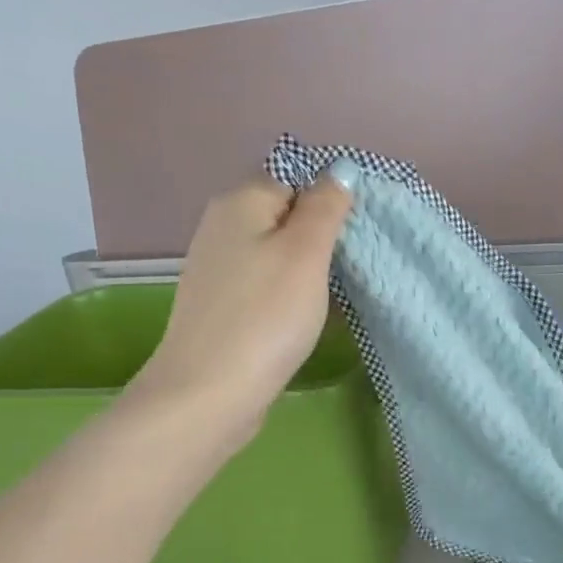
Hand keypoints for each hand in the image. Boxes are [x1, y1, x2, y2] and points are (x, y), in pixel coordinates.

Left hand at [130, 173, 351, 447]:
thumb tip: (340, 169)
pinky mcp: (219, 309)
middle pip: (284, 220)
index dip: (328, 205)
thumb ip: (325, 206)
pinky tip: (300, 325)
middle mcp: (220, 228)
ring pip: (275, 258)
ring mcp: (216, 271)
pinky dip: (286, 301)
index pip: (295, 180)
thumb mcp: (306, 253)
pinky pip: (263, 290)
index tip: (352, 241)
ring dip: (306, 276)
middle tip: (347, 274)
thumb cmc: (265, 317)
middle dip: (319, 243)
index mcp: (239, 202)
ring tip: (330, 303)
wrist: (209, 393)